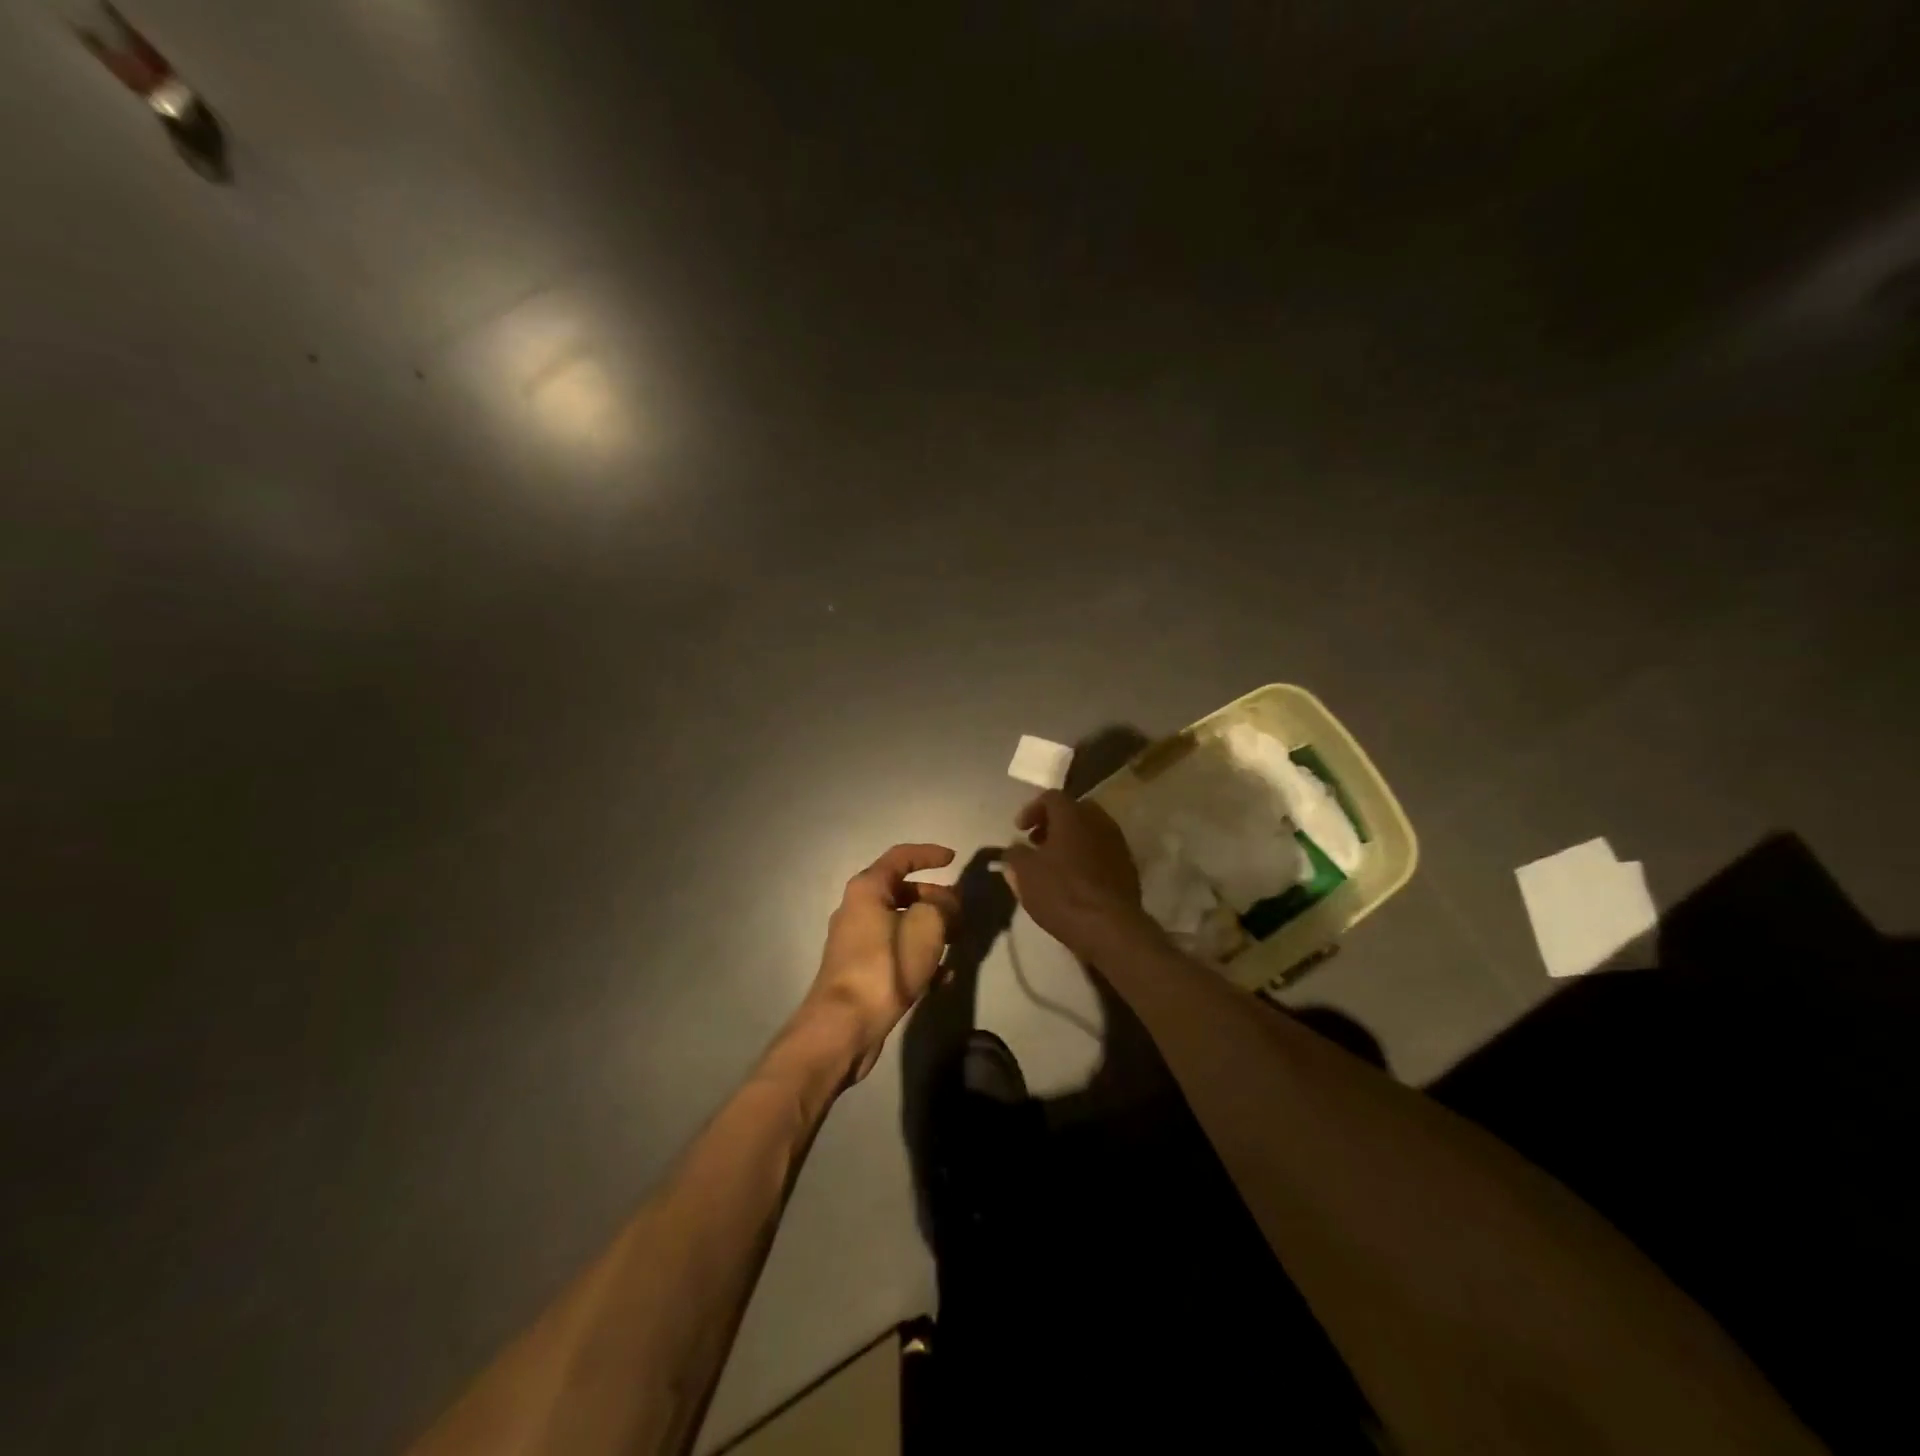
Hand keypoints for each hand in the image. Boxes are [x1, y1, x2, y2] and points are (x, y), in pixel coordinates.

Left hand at [801, 843, 959, 1081]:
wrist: (845, 1025)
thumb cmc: (886, 965)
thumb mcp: (927, 926)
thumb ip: (943, 905)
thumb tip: (947, 902)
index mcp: (867, 889)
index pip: (901, 857)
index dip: (929, 854)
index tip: (953, 858)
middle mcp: (856, 909)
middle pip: (901, 892)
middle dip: (934, 899)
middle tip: (960, 911)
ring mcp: (856, 942)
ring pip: (901, 924)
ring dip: (930, 929)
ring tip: (956, 943)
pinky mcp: (860, 971)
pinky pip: (896, 952)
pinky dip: (918, 956)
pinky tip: (942, 977)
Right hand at [1001, 791, 1150, 958]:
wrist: (1110, 927)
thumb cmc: (1062, 892)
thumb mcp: (1025, 874)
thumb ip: (1015, 855)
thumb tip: (1014, 849)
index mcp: (1073, 815)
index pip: (1051, 797)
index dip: (1031, 810)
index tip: (1019, 830)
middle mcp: (1099, 821)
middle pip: (1074, 811)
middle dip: (1053, 823)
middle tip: (1037, 842)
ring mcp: (1118, 843)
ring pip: (1090, 831)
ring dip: (1071, 841)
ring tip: (1055, 864)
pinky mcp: (1128, 867)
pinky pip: (1102, 851)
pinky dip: (1086, 857)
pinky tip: (1075, 880)